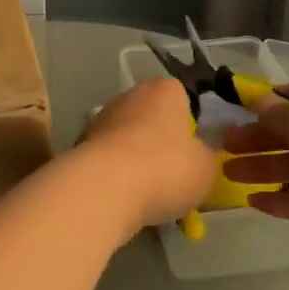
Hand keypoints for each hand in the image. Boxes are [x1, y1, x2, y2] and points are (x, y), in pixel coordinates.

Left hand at [77, 78, 217, 233]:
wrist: (104, 189)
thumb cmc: (165, 168)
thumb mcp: (206, 168)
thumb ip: (206, 158)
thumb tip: (198, 157)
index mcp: (164, 90)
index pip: (182, 96)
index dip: (190, 122)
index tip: (194, 149)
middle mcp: (130, 96)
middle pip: (152, 117)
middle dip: (161, 142)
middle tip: (174, 174)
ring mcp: (102, 119)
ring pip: (129, 139)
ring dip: (138, 160)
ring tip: (151, 194)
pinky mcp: (82, 146)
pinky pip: (110, 159)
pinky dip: (117, 175)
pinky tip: (126, 198)